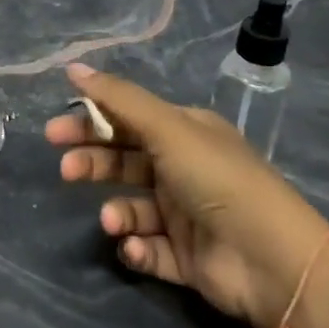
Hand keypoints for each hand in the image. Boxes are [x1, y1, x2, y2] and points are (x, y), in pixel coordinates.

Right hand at [46, 61, 328, 327]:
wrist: (272, 260)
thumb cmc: (216, 180)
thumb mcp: (167, 128)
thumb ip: (118, 99)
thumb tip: (72, 67)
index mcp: (185, 133)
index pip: (128, 119)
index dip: (92, 121)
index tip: (56, 131)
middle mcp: (184, 169)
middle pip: (125, 161)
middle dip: (93, 163)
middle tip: (65, 170)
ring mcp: (185, 215)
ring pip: (133, 207)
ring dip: (117, 212)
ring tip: (112, 221)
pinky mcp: (186, 258)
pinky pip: (149, 249)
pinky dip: (137, 248)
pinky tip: (134, 247)